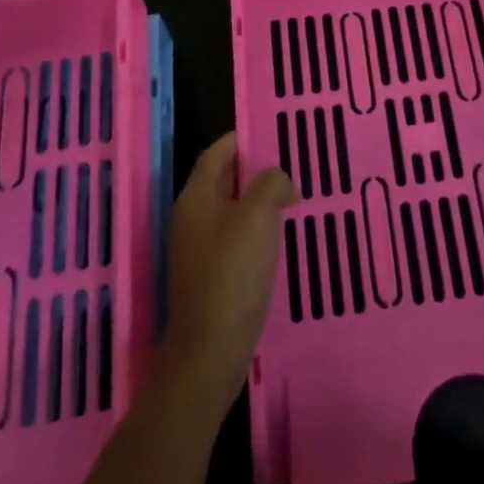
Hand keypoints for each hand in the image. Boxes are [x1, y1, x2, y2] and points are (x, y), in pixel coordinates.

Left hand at [160, 133, 297, 411]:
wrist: (210, 350)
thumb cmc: (232, 274)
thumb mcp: (257, 217)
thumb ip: (271, 184)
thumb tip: (279, 181)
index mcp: (196, 197)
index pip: (217, 152)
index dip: (242, 139)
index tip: (273, 133)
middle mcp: (191, 217)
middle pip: (223, 179)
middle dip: (254, 169)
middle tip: (290, 164)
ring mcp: (198, 248)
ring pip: (230, 209)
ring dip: (257, 200)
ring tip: (291, 197)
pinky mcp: (209, 274)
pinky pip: (234, 236)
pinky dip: (255, 228)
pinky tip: (279, 237)